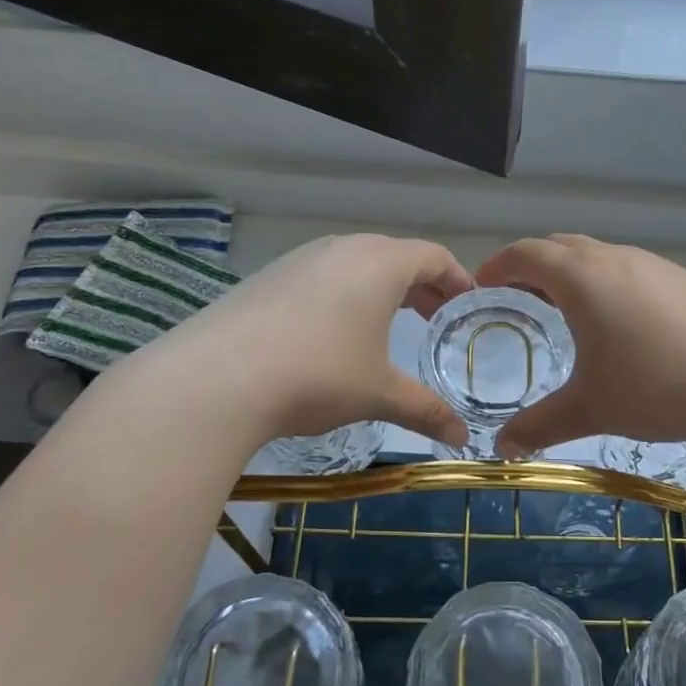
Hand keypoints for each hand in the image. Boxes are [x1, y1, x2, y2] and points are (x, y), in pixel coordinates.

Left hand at [116, 234, 474, 448]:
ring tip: (385, 324)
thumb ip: (426, 410)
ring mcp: (300, 259)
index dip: (457, 280)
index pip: (434, 257)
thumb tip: (462, 436)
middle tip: (434, 318)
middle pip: (395, 256)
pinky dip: (341, 295)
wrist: (216, 379)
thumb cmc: (318, 375)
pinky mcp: (267, 277)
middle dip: (421, 285)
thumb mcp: (378, 394)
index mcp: (380, 264)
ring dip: (379, 289)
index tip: (468, 304)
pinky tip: (330, 333)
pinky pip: (320, 276)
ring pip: (354, 264)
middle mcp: (342, 248)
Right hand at [474, 235, 685, 457]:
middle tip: (516, 297)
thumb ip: (540, 426)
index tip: (482, 285)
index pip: (526, 254)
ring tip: (563, 310)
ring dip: (570, 273)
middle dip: (531, 265)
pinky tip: (619, 324)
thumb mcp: (591, 409)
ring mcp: (654, 265)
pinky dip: (604, 282)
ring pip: (597, 255)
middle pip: (560, 246)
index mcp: (582, 278)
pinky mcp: (684, 279)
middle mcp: (615, 259)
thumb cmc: (659, 387)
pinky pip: (628, 269)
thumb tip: (501, 449)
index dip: (497, 265)